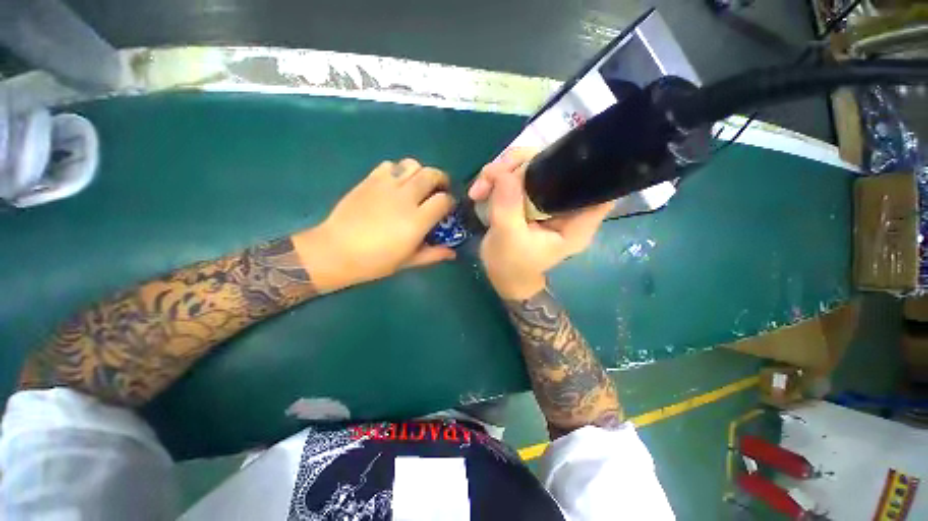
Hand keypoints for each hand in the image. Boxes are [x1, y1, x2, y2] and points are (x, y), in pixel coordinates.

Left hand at [292, 159, 456, 290]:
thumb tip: (452, 253)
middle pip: (431, 175)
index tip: (448, 208)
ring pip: (412, 164)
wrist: (336, 250)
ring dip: (421, 172)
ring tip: (418, 184)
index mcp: (417, 220)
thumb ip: (433, 254)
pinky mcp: (369, 180)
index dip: (450, 202)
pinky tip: (396, 184)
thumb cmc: (375, 261)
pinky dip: (398, 170)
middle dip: (441, 179)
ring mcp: (386, 186)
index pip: (443, 200)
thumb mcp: (408, 261)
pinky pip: (390, 165)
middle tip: (440, 189)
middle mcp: (405, 198)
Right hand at [469, 149, 612, 299]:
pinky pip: (517, 176)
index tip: (557, 158)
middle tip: (491, 176)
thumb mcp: (508, 239)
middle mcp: (566, 205)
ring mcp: (547, 199)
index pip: (598, 187)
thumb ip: (508, 206)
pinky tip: (480, 190)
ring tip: (478, 189)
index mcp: (576, 222)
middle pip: (556, 166)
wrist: (502, 276)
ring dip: (502, 171)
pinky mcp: (531, 198)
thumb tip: (503, 172)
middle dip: (520, 165)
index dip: (586, 166)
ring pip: (531, 166)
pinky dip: (497, 178)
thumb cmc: (511, 266)